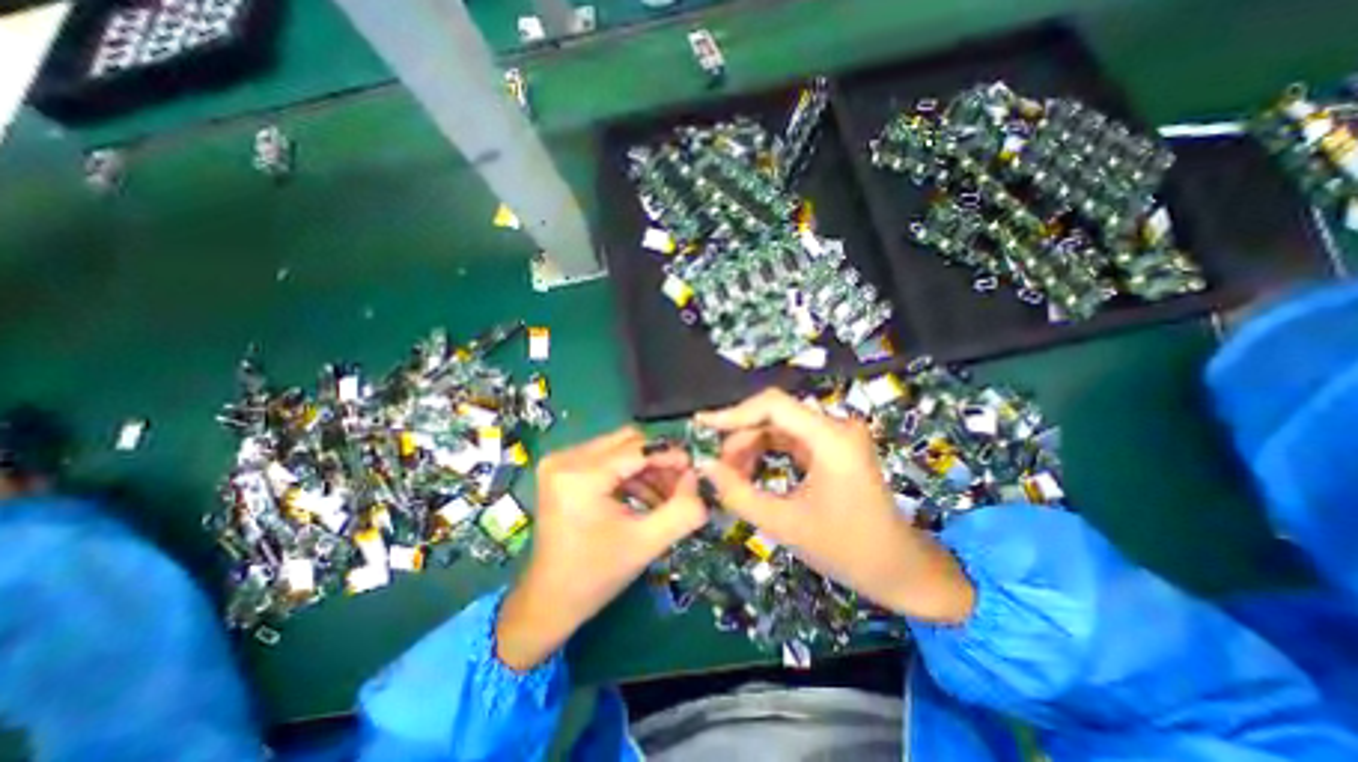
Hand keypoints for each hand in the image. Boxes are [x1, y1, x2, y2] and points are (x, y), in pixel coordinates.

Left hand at [499, 425, 709, 668]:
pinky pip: (606, 458)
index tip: (695, 469)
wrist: (549, 600)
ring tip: (666, 496)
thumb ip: (681, 511)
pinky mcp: (562, 469)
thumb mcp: (646, 543)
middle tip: (681, 484)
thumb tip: (699, 482)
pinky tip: (645, 496)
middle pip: (628, 442)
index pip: (637, 449)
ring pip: (619, 448)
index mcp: (581, 475)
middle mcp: (566, 458)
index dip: (670, 455)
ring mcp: (561, 461)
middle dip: (658, 461)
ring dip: (646, 469)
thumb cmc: (595, 575)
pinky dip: (629, 474)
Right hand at [694, 391, 971, 621]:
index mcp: (831, 438)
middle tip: (719, 468)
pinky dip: (767, 453)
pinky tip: (751, 473)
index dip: (734, 413)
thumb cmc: (847, 550)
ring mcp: (836, 436)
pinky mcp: (832, 447)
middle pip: (774, 415)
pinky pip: (790, 440)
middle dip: (741, 438)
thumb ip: (738, 493)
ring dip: (751, 446)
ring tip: (733, 475)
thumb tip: (704, 466)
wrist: (899, 569)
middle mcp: (835, 427)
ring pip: (779, 427)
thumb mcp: (784, 524)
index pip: (773, 405)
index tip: (702, 425)